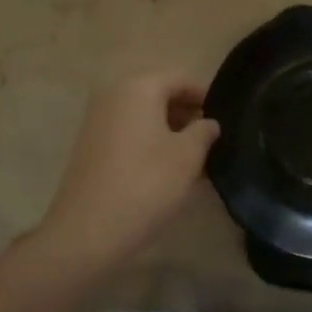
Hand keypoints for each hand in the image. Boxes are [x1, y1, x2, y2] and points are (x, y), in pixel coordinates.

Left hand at [39, 73, 220, 264]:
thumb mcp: (187, 158)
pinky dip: (149, 142)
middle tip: (211, 141)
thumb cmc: (145, 185)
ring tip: (193, 160)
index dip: (205, 96)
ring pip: (143, 115)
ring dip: (169, 130)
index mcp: (138, 87)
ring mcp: (97, 120)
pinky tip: (165, 170)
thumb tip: (209, 122)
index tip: (225, 119)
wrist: (86, 232)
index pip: (180, 78)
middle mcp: (113, 94)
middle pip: (159, 93)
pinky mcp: (89, 145)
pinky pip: (128, 132)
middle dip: (187, 114)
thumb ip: (203, 132)